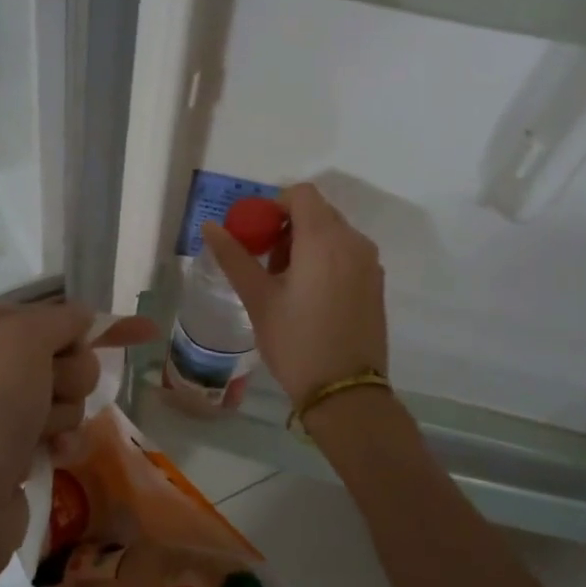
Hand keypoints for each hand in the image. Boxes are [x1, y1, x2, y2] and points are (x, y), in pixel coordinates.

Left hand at [0, 302, 155, 586]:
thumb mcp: (19, 342)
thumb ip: (58, 320)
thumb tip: (83, 316)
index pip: (41, 313)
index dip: (84, 325)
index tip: (139, 332)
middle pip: (55, 354)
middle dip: (67, 375)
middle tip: (49, 394)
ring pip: (59, 395)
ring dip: (62, 412)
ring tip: (39, 434)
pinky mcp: (3, 455)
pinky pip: (51, 432)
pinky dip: (59, 441)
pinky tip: (55, 455)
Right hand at [203, 183, 386, 402]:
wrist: (345, 392)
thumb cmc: (296, 342)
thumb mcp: (258, 298)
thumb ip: (234, 256)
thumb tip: (210, 226)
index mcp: (324, 239)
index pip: (300, 194)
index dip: (273, 206)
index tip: (256, 237)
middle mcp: (354, 242)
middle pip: (317, 213)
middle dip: (287, 228)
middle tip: (265, 265)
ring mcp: (369, 263)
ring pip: (332, 234)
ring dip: (305, 245)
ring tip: (285, 285)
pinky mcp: (376, 284)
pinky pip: (347, 255)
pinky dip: (325, 261)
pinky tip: (309, 298)